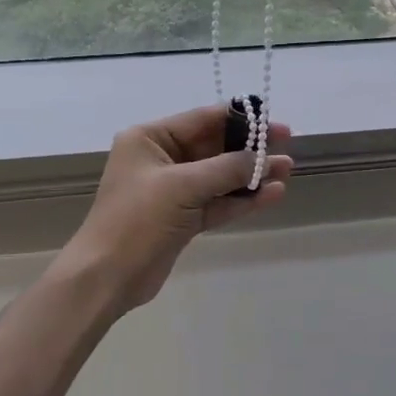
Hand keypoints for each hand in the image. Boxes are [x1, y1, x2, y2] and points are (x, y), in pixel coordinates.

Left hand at [64, 105, 294, 311]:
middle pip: (214, 147)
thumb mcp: (182, 186)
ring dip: (251, 174)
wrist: (107, 276)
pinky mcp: (182, 219)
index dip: (240, 119)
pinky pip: (218, 202)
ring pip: (219, 176)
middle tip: (288, 146)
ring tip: (287, 171)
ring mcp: (172, 191)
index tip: (274, 122)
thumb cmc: (137, 219)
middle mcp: (161, 159)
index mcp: (150, 139)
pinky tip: (272, 195)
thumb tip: (262, 158)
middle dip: (250, 148)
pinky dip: (242, 199)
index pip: (202, 119)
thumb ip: (226, 168)